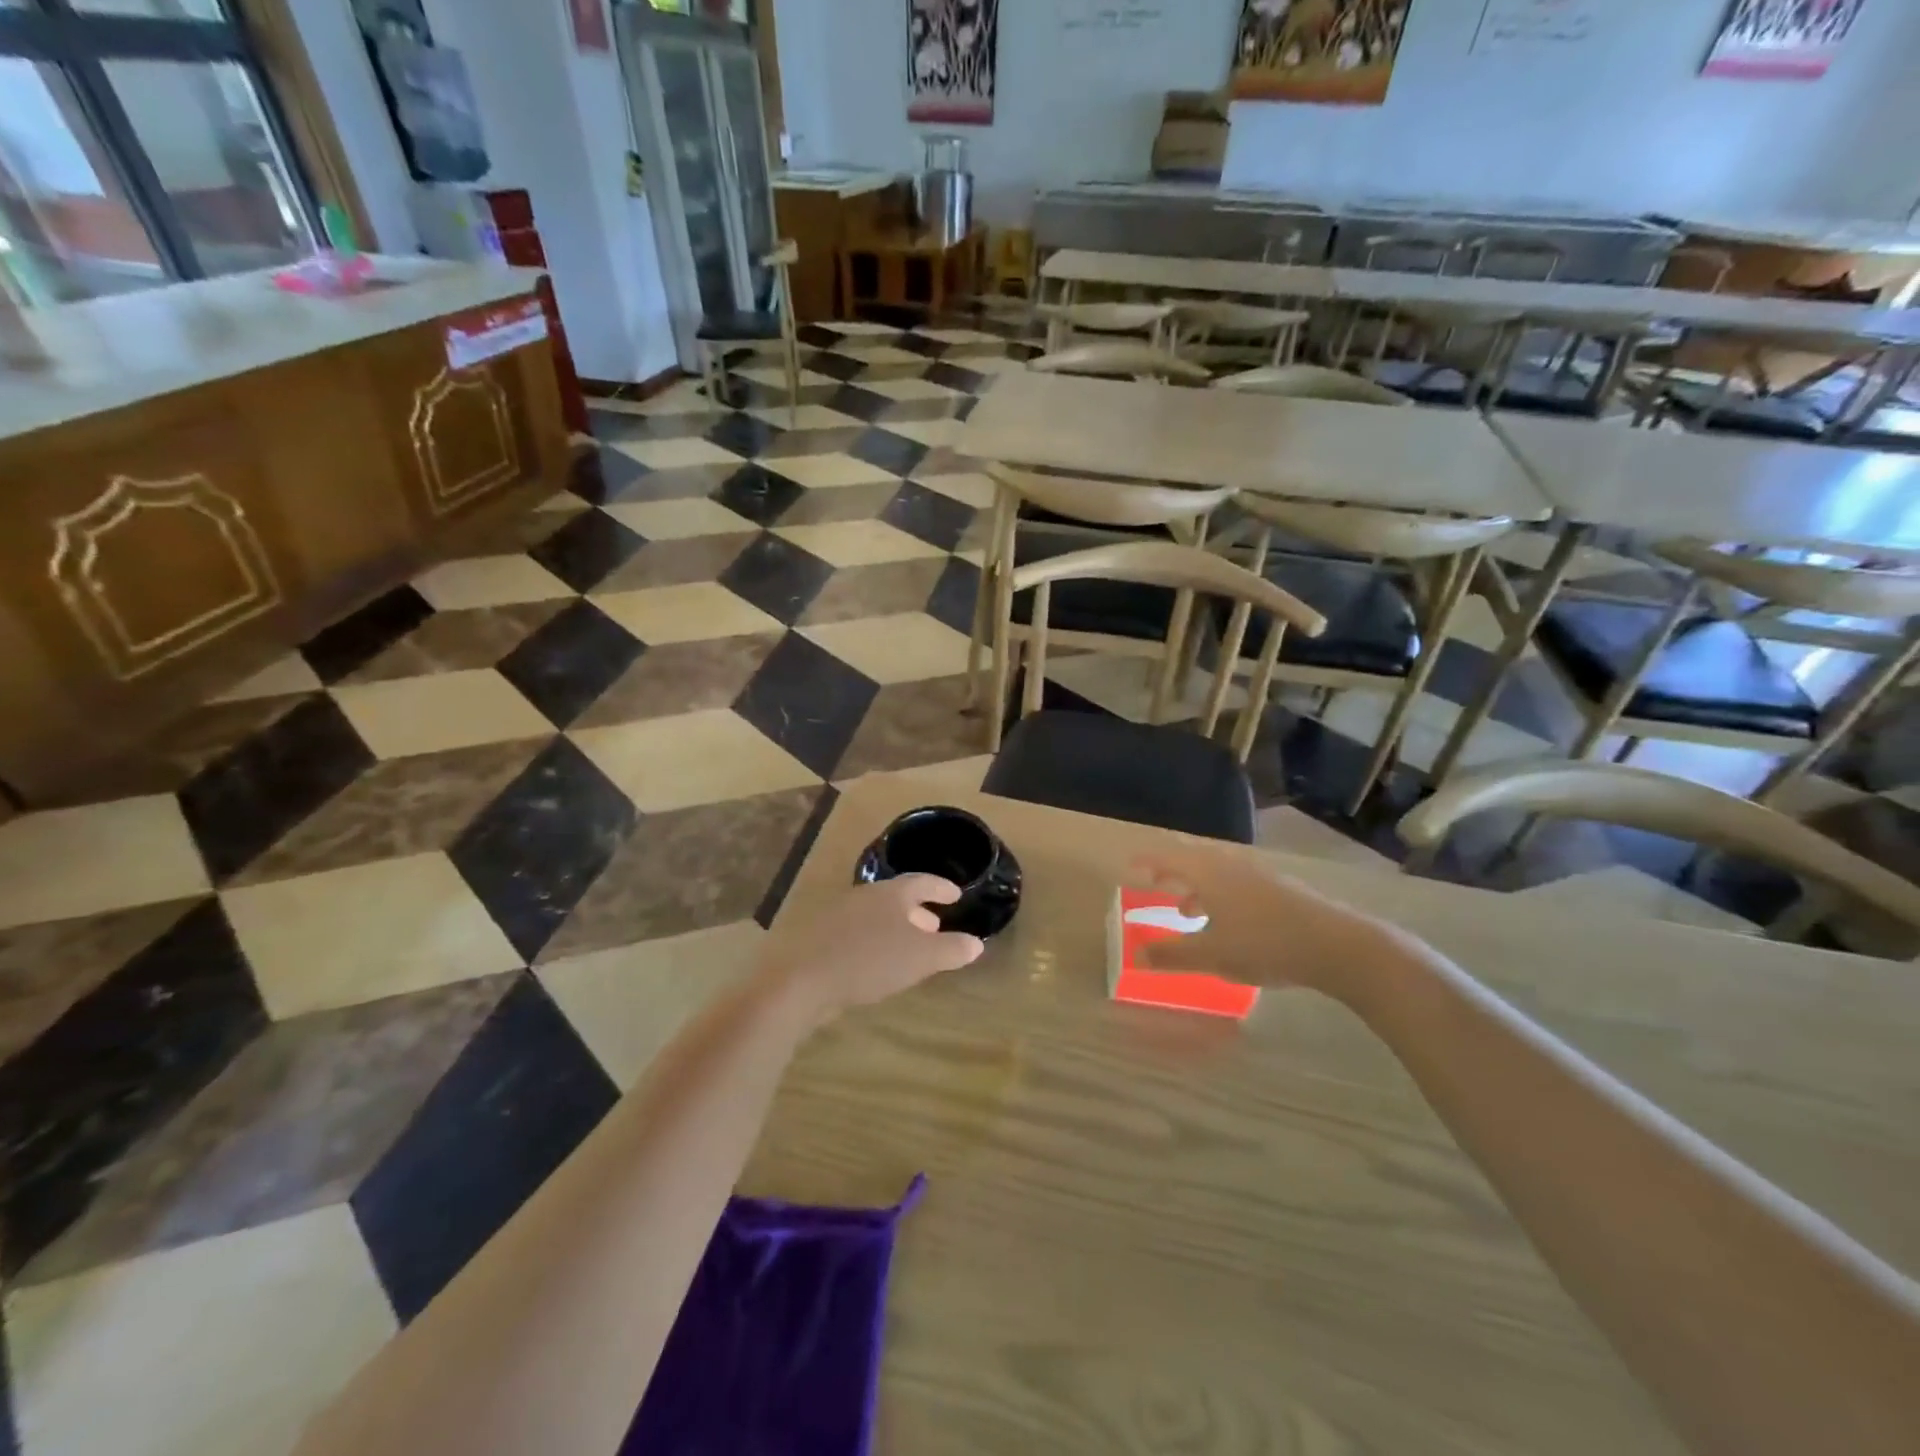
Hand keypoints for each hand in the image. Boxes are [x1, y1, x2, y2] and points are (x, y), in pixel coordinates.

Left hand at [758, 877, 984, 1028]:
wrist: (801, 980)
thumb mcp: (921, 958)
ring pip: (876, 916)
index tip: (956, 895)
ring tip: (908, 948)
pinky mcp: (820, 938)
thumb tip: (977, 943)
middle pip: (897, 898)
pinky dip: (875, 941)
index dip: (941, 888)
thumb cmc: (869, 961)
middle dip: (918, 911)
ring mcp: (838, 915)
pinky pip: (857, 933)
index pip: (922, 882)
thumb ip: (951, 949)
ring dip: (896, 928)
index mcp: (891, 894)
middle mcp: (864, 896)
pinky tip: (876, 963)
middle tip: (935, 925)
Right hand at [1128, 845, 1406, 998]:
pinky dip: (1219, 896)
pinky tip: (1228, 923)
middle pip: (1192, 859)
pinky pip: (1236, 883)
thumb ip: (1172, 955)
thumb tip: (1135, 956)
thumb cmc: (1264, 944)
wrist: (1337, 945)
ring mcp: (1258, 874)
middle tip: (1153, 884)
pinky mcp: (1280, 888)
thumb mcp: (1212, 955)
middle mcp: (1230, 864)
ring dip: (1196, 887)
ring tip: (1186, 912)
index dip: (1146, 861)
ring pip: (1216, 873)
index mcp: (1208, 872)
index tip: (1128, 868)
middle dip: (1170, 872)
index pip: (1167, 856)